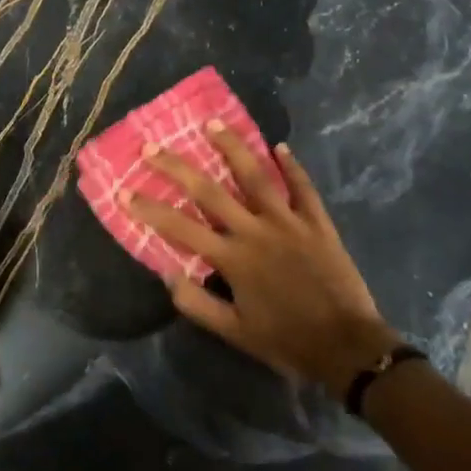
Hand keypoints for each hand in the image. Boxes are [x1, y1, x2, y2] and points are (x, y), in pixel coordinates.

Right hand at [122, 126, 400, 392]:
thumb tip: (166, 274)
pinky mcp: (317, 223)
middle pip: (210, 191)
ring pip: (256, 176)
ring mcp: (289, 222)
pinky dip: (292, 166)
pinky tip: (280, 146)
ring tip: (212, 124)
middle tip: (152, 147)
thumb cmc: (286, 341)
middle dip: (177, 167)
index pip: (180, 227)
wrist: (346, 346)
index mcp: (232, 258)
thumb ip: (198, 303)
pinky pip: (303, 188)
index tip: (123, 190)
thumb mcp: (234, 333)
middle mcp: (256, 231)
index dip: (149, 209)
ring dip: (232, 147)